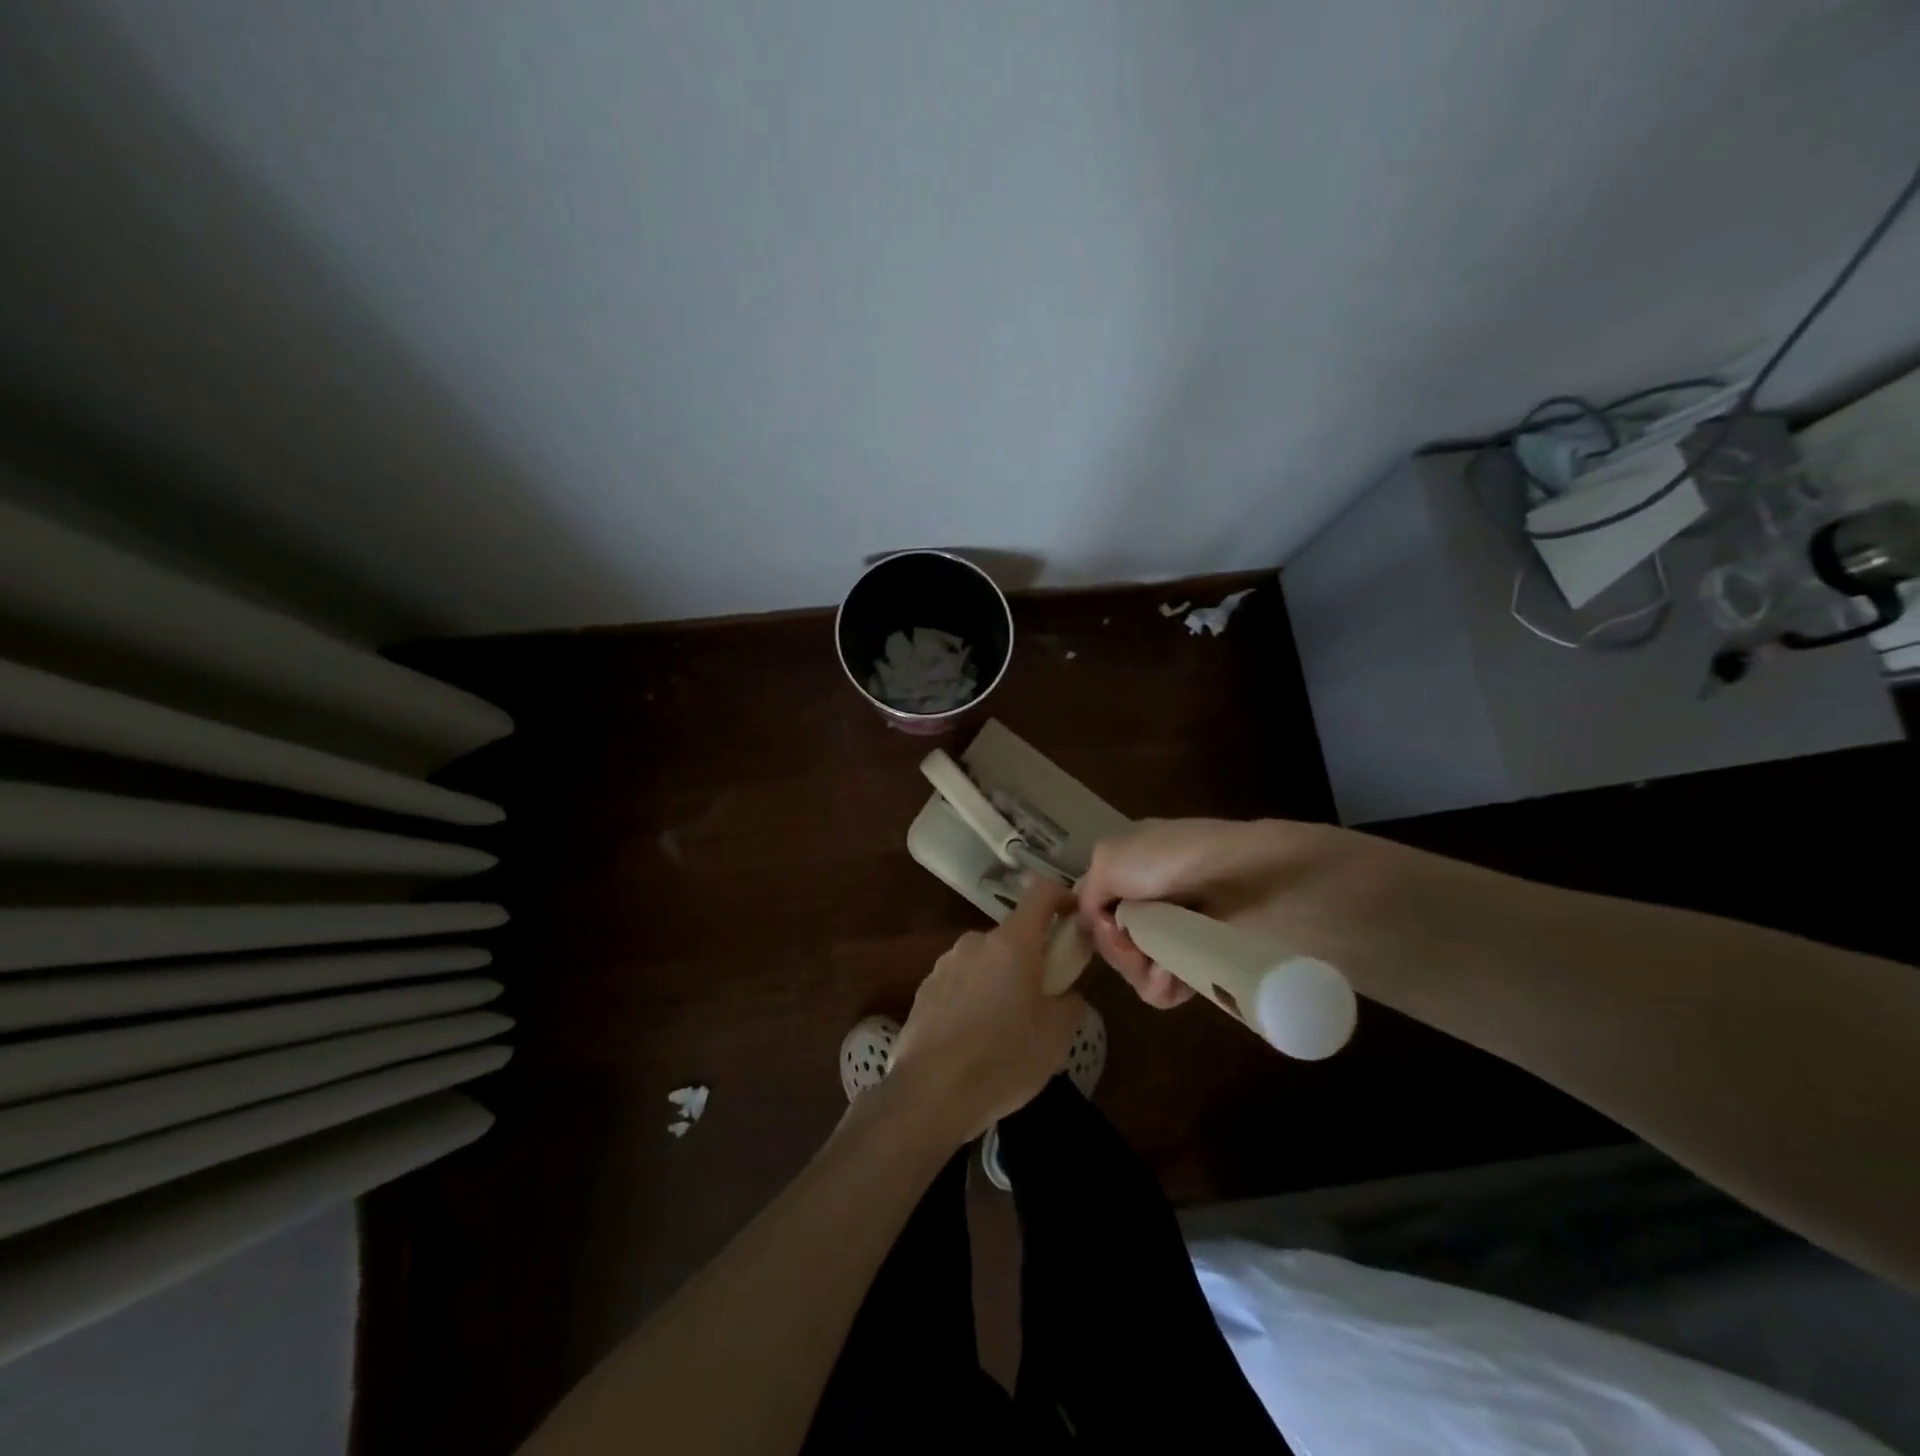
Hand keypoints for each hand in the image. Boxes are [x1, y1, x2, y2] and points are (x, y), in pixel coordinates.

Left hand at [888, 878, 1086, 1140]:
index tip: (1076, 919)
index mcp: (1011, 943)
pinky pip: (960, 984)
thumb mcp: (1056, 1037)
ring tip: (1005, 1030)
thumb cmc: (1003, 1060)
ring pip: (985, 961)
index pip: (1041, 892)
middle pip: (1013, 936)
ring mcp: (944, 964)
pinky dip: (974, 999)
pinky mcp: (924, 990)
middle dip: (1031, 959)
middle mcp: (975, 942)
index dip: (1063, 897)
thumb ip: (1070, 1002)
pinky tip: (974, 1041)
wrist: (930, 1095)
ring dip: (1000, 981)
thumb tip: (1066, 993)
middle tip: (1042, 1001)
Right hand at [1077, 817, 1393, 1008]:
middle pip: (1113, 937)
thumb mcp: (1112, 856)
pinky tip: (1170, 979)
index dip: (1093, 919)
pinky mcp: (1204, 963)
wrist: (1259, 883)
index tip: (1101, 927)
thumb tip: (1097, 926)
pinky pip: (1163, 987)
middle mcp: (1154, 895)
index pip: (1096, 901)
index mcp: (1133, 861)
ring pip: (1135, 966)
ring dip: (1138, 969)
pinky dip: (1160, 985)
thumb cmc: (1176, 860)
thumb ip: (1088, 890)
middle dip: (1116, 947)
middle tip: (1134, 945)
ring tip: (1159, 967)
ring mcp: (1180, 931)